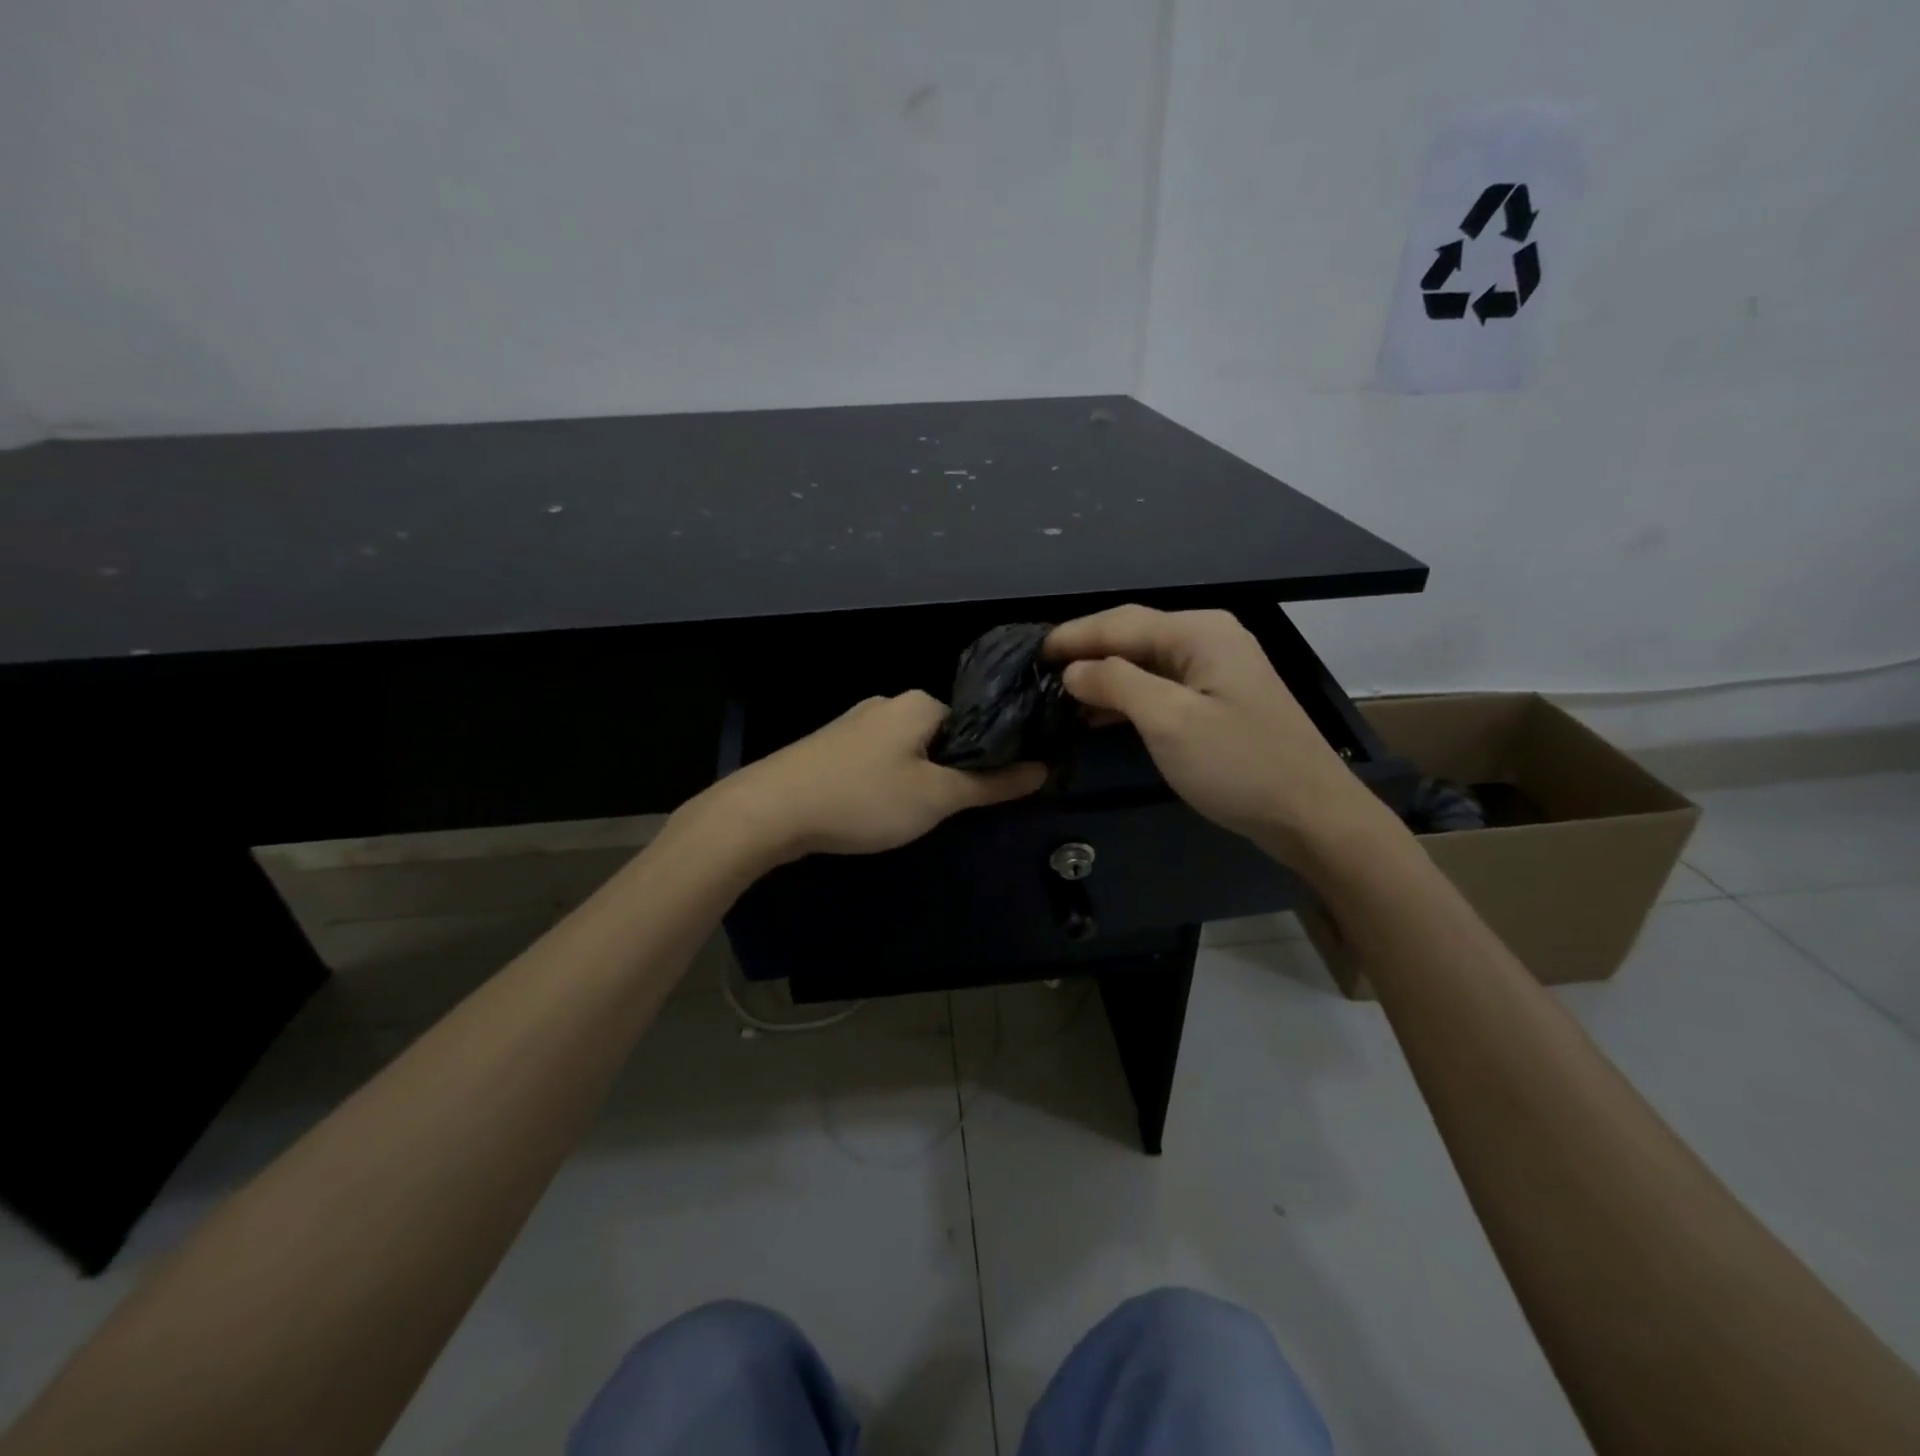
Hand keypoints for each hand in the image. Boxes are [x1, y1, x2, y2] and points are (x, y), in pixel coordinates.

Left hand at [713, 691, 1045, 862]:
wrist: (769, 811)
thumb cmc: (864, 798)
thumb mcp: (936, 797)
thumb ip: (990, 783)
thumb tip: (1043, 769)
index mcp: (919, 702)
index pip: (975, 721)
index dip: (990, 756)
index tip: (992, 792)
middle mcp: (888, 703)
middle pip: (942, 736)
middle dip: (951, 771)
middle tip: (949, 810)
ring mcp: (854, 723)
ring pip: (908, 750)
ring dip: (918, 779)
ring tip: (911, 816)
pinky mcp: (830, 747)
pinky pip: (878, 760)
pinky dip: (887, 782)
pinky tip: (876, 809)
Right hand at [1046, 605, 1390, 857]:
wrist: (1311, 815)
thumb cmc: (1237, 764)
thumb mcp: (1168, 721)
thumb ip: (1116, 683)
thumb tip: (1073, 669)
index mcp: (1199, 631)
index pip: (1120, 622)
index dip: (1072, 636)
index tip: (1029, 652)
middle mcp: (1208, 638)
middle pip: (1133, 635)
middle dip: (1085, 652)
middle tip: (1038, 672)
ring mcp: (1217, 669)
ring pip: (1145, 662)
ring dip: (1103, 676)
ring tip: (1059, 694)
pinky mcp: (1218, 700)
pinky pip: (1161, 686)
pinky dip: (1127, 697)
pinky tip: (1099, 714)